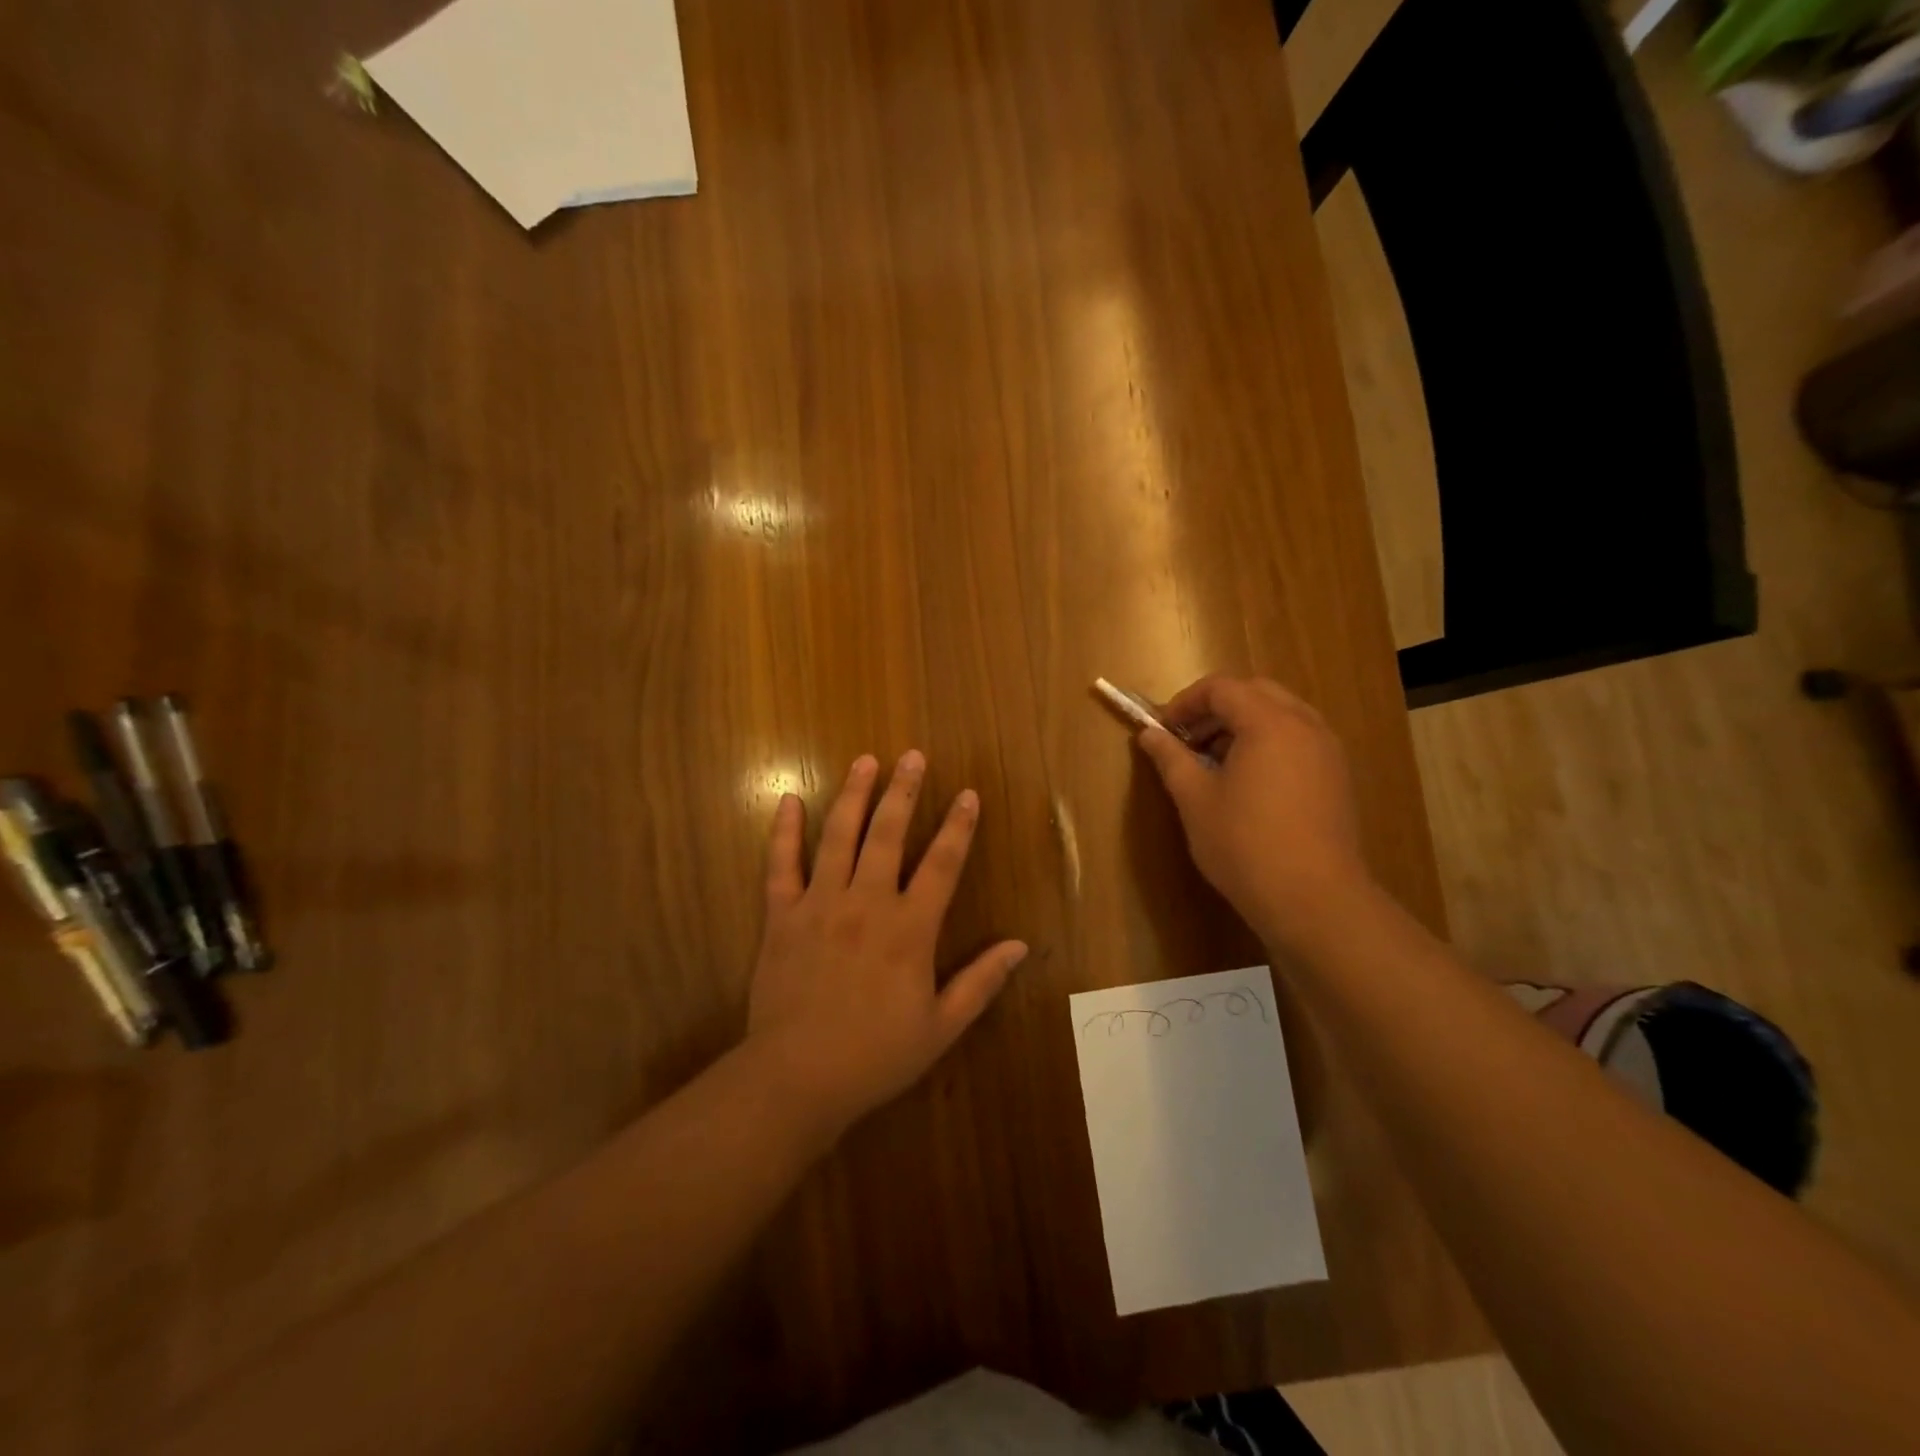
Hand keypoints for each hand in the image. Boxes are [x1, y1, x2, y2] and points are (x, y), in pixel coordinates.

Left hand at [745, 751, 1027, 1136]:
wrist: (797, 1078)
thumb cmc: (876, 1055)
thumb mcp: (941, 1027)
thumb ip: (981, 982)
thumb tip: (1020, 946)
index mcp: (910, 928)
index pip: (942, 864)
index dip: (958, 827)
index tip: (967, 794)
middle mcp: (867, 903)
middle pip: (888, 834)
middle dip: (903, 791)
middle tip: (912, 756)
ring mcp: (820, 904)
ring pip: (839, 837)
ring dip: (853, 795)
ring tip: (864, 761)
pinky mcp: (781, 916)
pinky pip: (781, 865)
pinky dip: (785, 831)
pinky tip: (790, 799)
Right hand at [1135, 675, 1375, 949]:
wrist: (1313, 899)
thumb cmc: (1244, 844)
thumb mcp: (1195, 799)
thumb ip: (1170, 758)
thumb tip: (1149, 734)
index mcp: (1269, 723)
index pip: (1222, 688)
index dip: (1185, 702)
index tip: (1162, 730)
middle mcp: (1305, 725)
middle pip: (1255, 693)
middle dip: (1216, 709)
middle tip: (1187, 740)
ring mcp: (1327, 751)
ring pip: (1281, 715)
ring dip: (1243, 725)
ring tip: (1213, 762)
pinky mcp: (1336, 777)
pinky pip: (1298, 740)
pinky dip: (1267, 743)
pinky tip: (1247, 783)